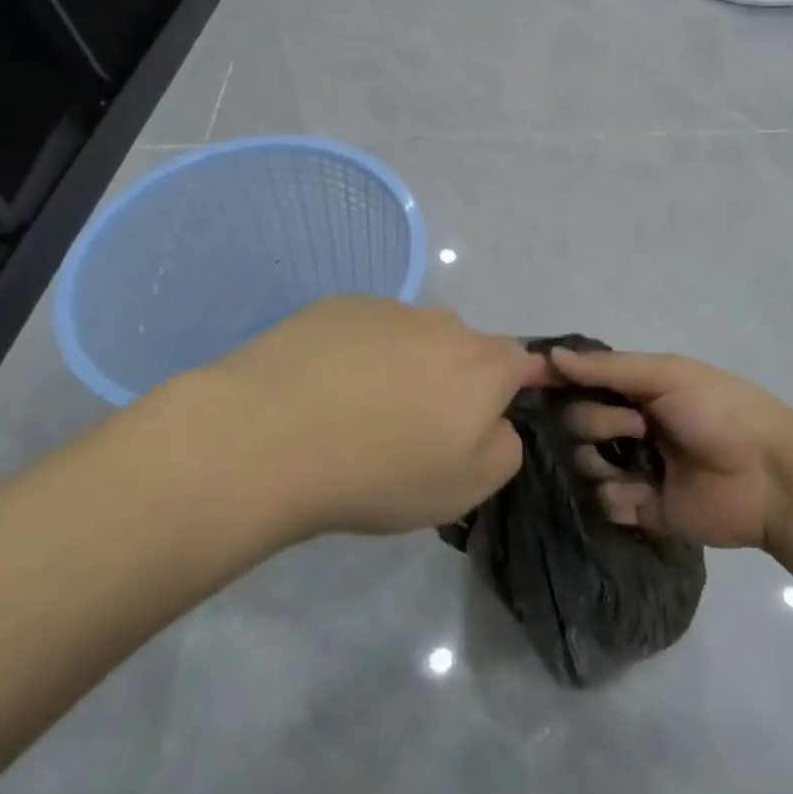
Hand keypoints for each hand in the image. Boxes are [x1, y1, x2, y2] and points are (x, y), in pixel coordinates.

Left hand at [210, 297, 536, 537]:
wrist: (272, 436)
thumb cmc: (381, 471)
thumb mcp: (467, 487)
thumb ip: (503, 448)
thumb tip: (495, 422)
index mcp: (483, 365)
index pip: (521, 361)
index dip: (513, 385)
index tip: (489, 414)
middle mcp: (442, 324)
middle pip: (463, 347)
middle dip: (452, 379)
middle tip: (415, 427)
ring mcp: (386, 308)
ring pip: (412, 336)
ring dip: (403, 364)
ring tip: (359, 410)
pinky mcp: (336, 307)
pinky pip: (364, 329)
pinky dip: (357, 353)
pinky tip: (324, 388)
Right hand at [550, 347, 792, 549]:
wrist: (769, 476)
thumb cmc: (719, 412)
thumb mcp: (666, 375)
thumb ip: (608, 368)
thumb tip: (550, 356)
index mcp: (635, 390)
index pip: (581, 382)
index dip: (560, 382)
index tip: (536, 382)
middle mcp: (628, 425)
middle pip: (575, 422)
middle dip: (598, 422)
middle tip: (638, 427)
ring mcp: (633, 467)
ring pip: (583, 462)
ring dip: (602, 460)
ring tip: (643, 465)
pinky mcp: (642, 508)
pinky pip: (604, 502)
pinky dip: (619, 497)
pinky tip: (646, 495)